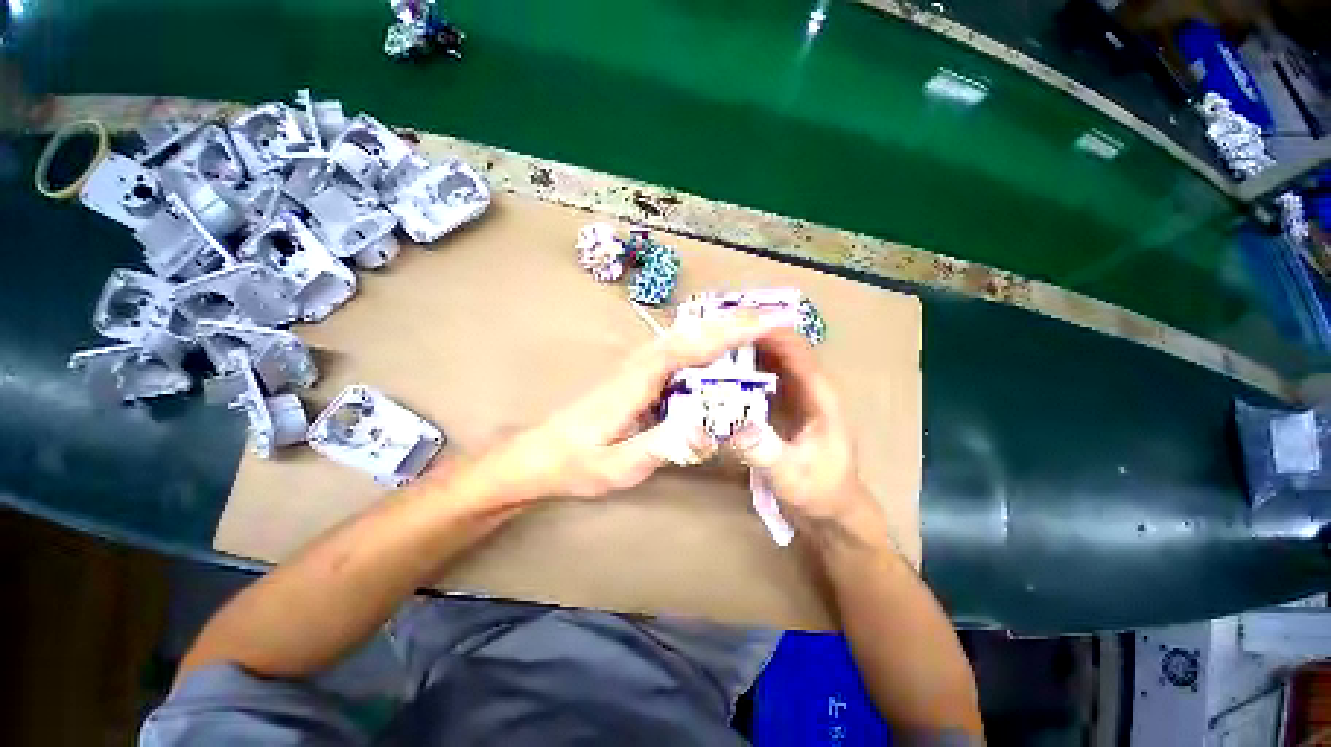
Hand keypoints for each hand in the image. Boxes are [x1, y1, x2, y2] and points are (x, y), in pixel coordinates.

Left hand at [469, 310, 795, 502]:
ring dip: (720, 326)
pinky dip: (705, 341)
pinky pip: (678, 350)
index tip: (763, 323)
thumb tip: (708, 429)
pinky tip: (720, 347)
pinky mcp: (639, 374)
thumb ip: (661, 447)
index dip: (726, 333)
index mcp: (636, 382)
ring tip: (757, 324)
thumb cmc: (577, 462)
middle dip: (731, 321)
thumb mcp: (618, 466)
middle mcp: (639, 364)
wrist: (542, 453)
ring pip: (684, 336)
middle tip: (773, 316)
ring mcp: (638, 366)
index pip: (687, 348)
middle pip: (689, 333)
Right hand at [728, 329, 881, 533]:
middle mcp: (807, 387)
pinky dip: (741, 370)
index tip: (732, 323)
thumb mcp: (792, 477)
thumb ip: (764, 452)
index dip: (768, 331)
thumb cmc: (821, 493)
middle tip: (711, 330)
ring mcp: (793, 396)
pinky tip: (716, 373)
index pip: (796, 349)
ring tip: (708, 344)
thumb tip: (731, 425)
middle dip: (749, 335)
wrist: (831, 514)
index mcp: (819, 395)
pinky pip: (760, 379)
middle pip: (779, 348)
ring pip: (767, 361)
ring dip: (743, 350)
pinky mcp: (781, 407)